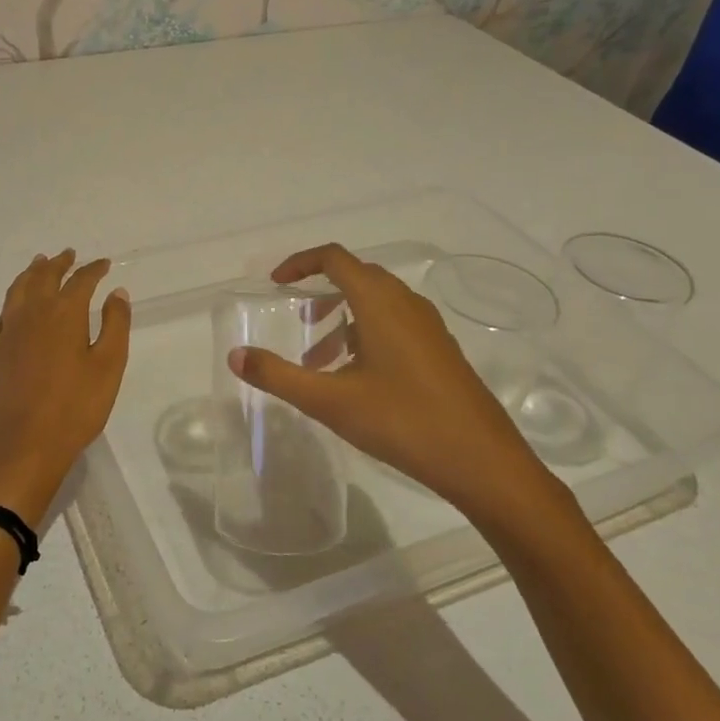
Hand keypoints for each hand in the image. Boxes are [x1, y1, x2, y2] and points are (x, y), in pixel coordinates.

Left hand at [0, 250, 132, 526]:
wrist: (20, 447)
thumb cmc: (73, 409)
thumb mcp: (108, 367)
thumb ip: (114, 326)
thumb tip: (116, 292)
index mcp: (63, 313)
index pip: (80, 281)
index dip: (93, 270)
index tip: (103, 264)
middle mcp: (32, 313)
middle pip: (44, 277)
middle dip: (59, 263)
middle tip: (68, 254)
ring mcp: (8, 331)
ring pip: (19, 289)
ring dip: (32, 273)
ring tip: (39, 264)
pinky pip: (5, 310)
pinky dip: (15, 296)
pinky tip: (18, 303)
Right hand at [227, 243, 570, 538]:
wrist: (483, 462)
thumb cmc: (403, 422)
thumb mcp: (330, 401)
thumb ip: (278, 375)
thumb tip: (236, 356)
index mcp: (380, 303)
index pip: (334, 258)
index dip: (300, 263)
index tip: (275, 285)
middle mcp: (407, 304)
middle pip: (357, 277)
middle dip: (320, 292)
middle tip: (297, 322)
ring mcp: (429, 328)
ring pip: (377, 304)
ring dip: (342, 318)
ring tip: (318, 360)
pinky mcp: (441, 352)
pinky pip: (395, 325)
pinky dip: (365, 335)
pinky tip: (356, 378)